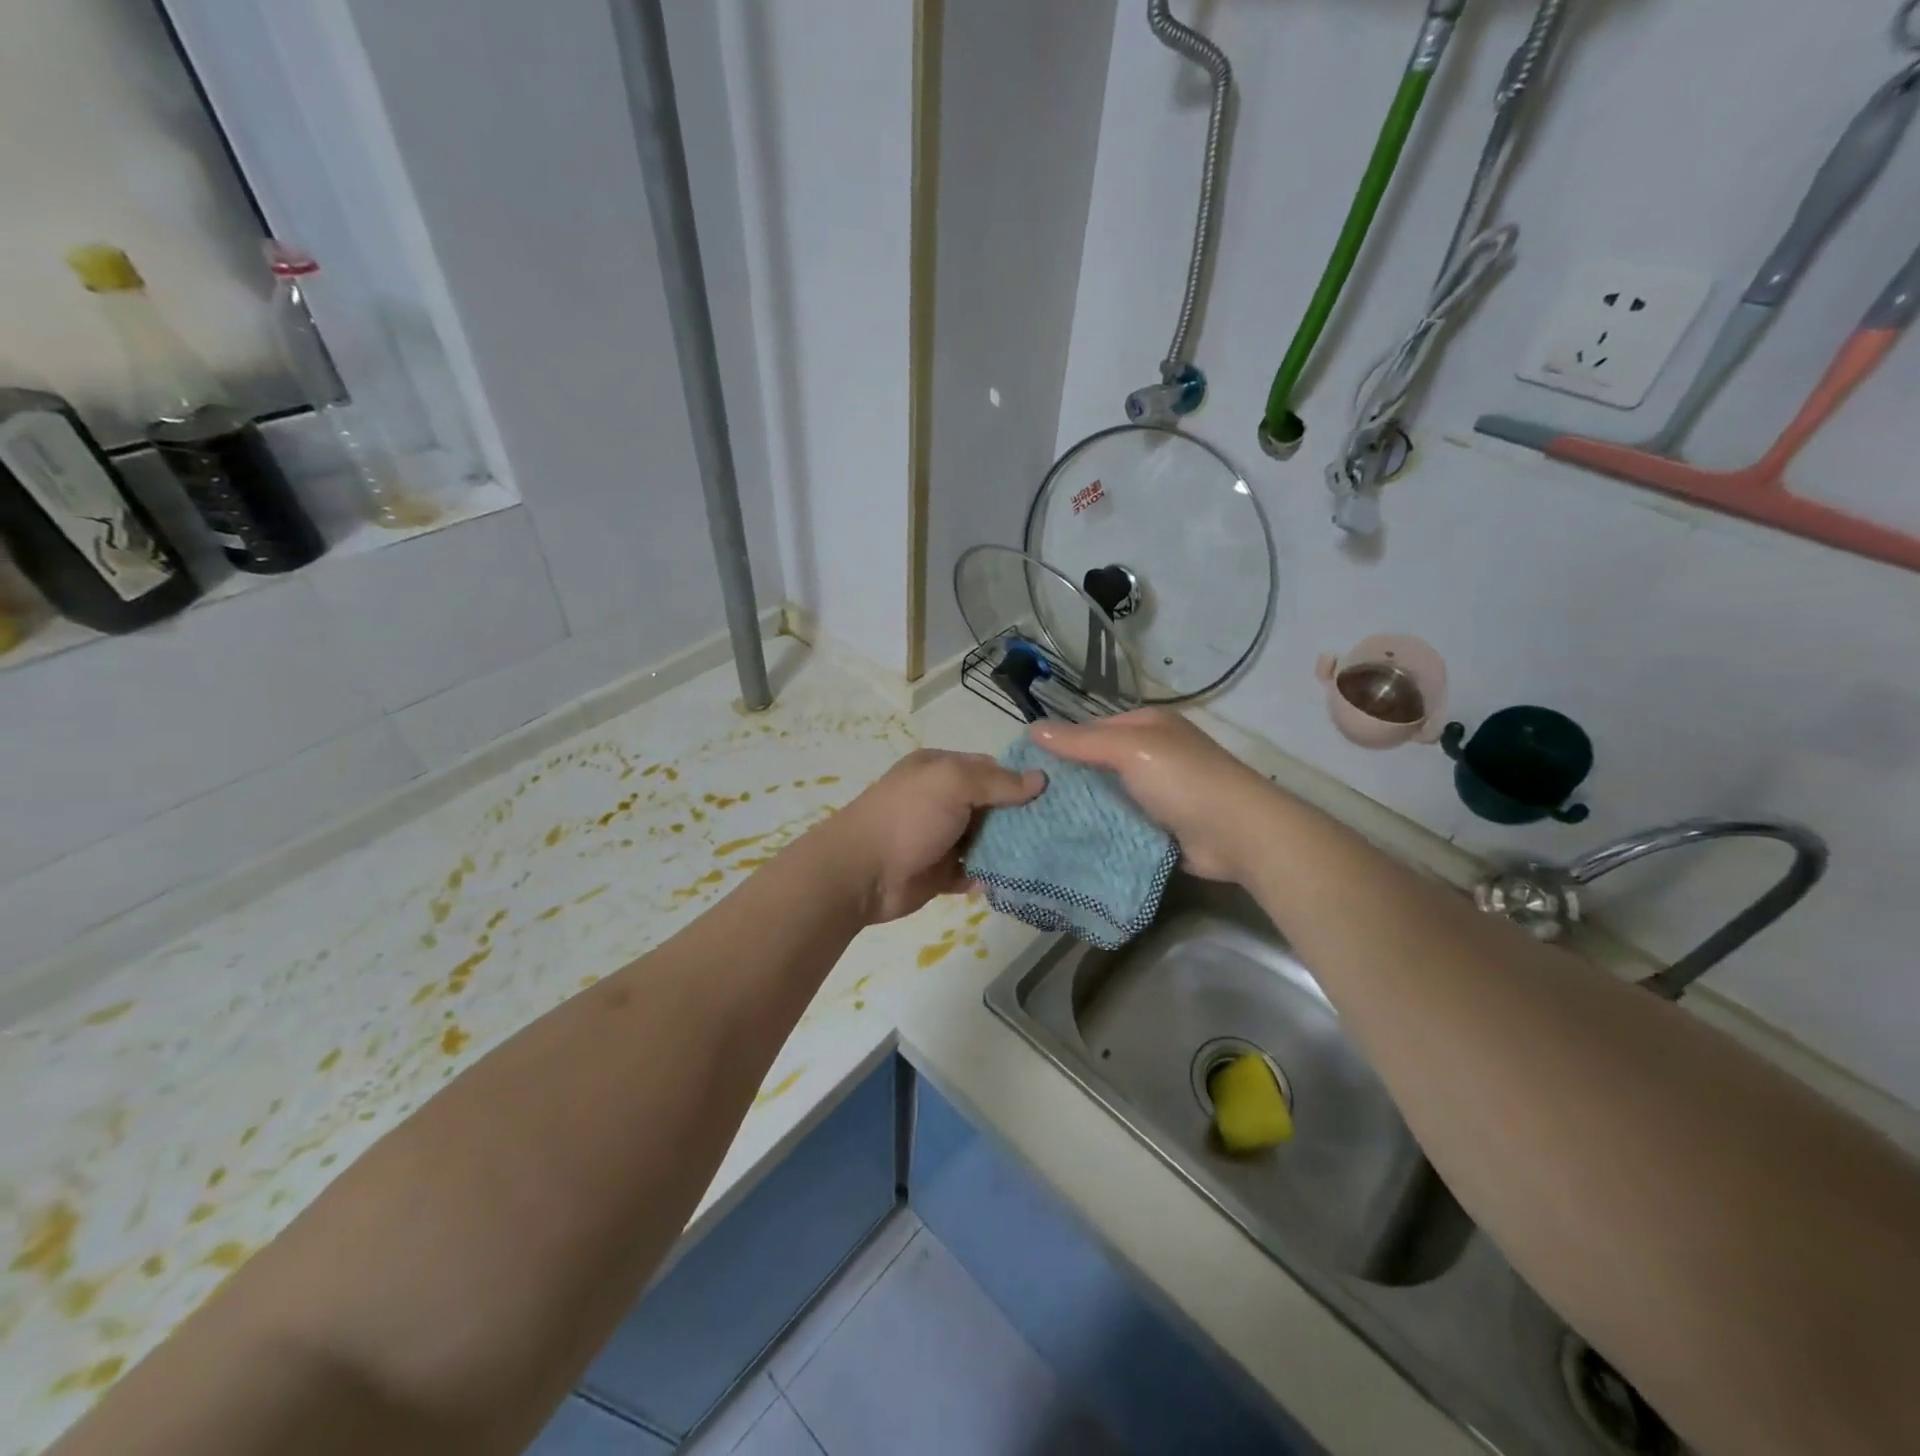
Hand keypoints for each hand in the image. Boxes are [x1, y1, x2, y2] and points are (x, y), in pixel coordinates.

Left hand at [817, 750, 1044, 923]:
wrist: (860, 874)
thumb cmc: (907, 817)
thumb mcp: (952, 784)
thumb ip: (997, 781)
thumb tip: (1040, 779)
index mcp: (940, 769)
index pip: (989, 768)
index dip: (1020, 779)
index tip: (1056, 795)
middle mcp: (941, 800)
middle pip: (991, 805)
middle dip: (1021, 817)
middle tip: (1061, 829)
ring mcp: (940, 837)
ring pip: (986, 839)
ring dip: (1010, 848)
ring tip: (1051, 855)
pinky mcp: (940, 872)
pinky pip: (974, 871)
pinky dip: (992, 875)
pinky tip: (1020, 879)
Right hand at [1032, 709, 1278, 883]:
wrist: (1238, 834)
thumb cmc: (1183, 779)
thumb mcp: (1129, 749)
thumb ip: (1081, 741)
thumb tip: (1032, 728)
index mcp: (1148, 726)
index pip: (1093, 729)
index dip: (1062, 744)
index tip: (1026, 767)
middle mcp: (1153, 755)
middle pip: (1099, 765)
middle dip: (1069, 781)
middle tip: (1026, 801)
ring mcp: (1158, 793)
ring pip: (1108, 797)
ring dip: (1083, 809)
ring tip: (1038, 824)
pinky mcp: (1160, 827)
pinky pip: (1121, 825)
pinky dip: (1101, 831)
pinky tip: (1070, 842)